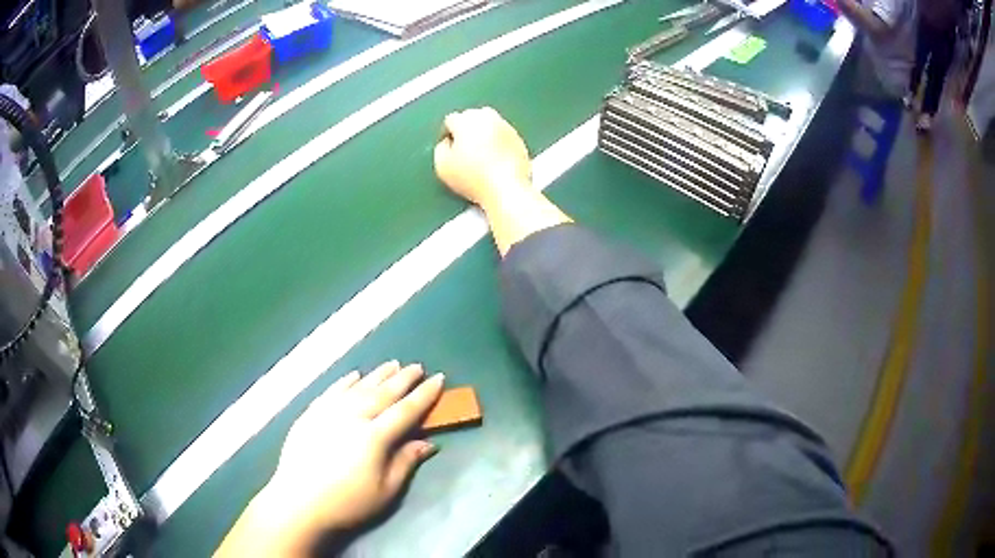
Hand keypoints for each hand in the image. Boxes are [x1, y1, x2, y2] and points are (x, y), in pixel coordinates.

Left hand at [215, 362, 443, 556]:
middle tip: (417, 366)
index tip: (439, 379)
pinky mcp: (310, 414)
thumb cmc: (347, 502)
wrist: (298, 502)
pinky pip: (331, 391)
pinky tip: (354, 375)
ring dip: (377, 375)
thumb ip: (406, 462)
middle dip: (403, 379)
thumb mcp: (385, 491)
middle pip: (383, 393)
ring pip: (358, 387)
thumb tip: (428, 443)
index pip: (405, 410)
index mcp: (374, 437)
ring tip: (392, 364)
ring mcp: (328, 412)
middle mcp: (352, 416)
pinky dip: (345, 381)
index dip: (424, 395)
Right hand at [434, 107, 531, 206]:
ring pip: (490, 124)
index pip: (451, 120)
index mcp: (466, 121)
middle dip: (466, 129)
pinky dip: (498, 142)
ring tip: (481, 153)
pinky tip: (496, 159)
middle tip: (464, 149)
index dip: (447, 134)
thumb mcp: (442, 166)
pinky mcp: (519, 139)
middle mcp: (487, 118)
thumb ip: (440, 148)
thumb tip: (447, 142)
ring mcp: (506, 127)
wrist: (506, 189)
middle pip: (472, 116)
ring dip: (484, 133)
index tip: (449, 149)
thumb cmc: (472, 178)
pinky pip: (504, 135)